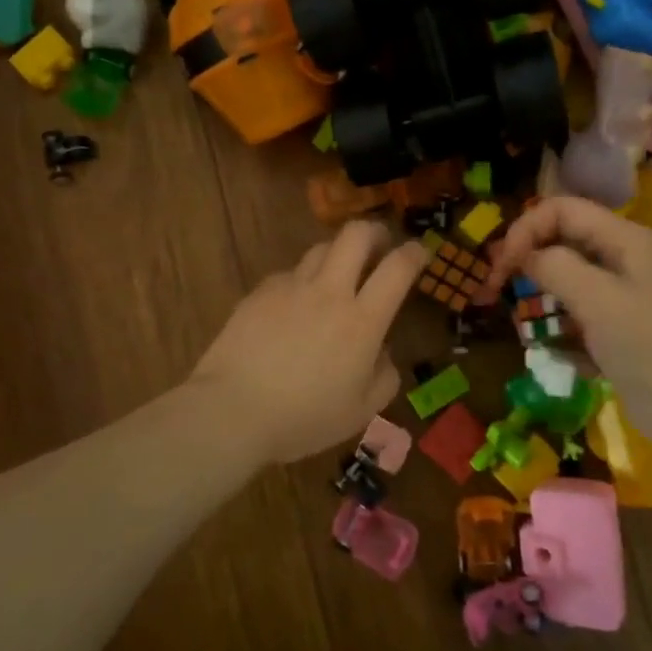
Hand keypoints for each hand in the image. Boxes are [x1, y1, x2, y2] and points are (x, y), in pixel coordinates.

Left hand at [189, 221, 427, 464]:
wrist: (232, 410)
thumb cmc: (303, 418)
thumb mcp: (360, 412)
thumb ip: (384, 378)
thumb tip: (383, 353)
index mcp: (363, 320)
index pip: (397, 268)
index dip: (414, 253)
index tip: (419, 252)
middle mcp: (329, 292)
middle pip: (356, 234)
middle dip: (374, 231)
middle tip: (379, 247)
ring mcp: (291, 287)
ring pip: (321, 249)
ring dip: (337, 255)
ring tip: (336, 277)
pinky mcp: (260, 292)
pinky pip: (289, 275)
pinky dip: (301, 283)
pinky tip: (293, 308)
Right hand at [484, 197, 651, 451]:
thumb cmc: (650, 346)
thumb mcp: (599, 300)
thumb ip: (555, 267)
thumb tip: (523, 256)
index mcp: (622, 239)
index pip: (560, 209)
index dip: (525, 229)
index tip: (500, 267)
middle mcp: (619, 259)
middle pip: (560, 241)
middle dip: (525, 260)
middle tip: (495, 290)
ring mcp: (618, 296)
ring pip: (564, 280)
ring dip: (539, 298)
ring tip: (523, 324)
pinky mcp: (614, 330)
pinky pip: (574, 317)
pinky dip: (557, 331)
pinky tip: (554, 353)